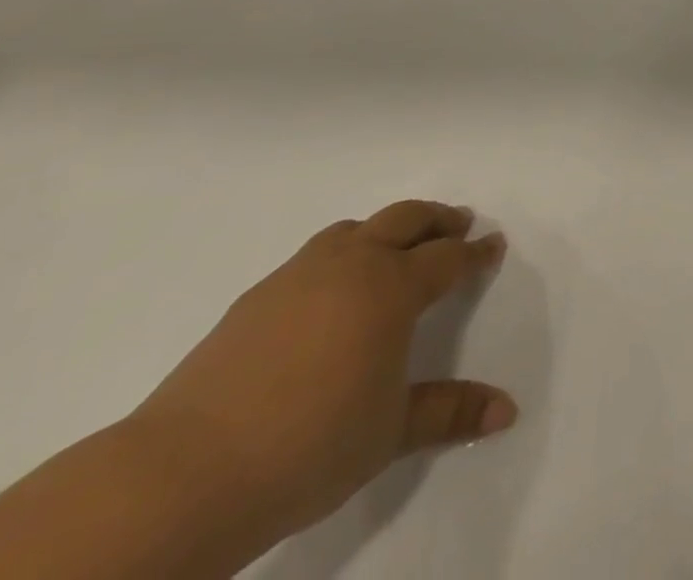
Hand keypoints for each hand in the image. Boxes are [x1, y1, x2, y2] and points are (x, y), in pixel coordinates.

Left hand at [127, 201, 516, 543]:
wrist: (184, 474)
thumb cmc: (309, 445)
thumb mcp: (390, 432)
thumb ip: (449, 411)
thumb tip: (508, 410)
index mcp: (392, 287)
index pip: (448, 257)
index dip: (475, 252)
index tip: (494, 245)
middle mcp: (352, 265)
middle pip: (406, 219)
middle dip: (438, 219)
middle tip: (459, 223)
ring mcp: (299, 275)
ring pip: (355, 228)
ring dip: (386, 228)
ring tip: (396, 246)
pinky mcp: (257, 296)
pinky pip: (315, 254)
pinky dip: (341, 253)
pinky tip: (332, 289)